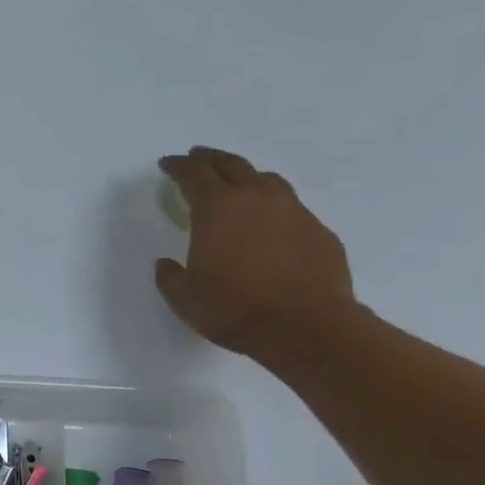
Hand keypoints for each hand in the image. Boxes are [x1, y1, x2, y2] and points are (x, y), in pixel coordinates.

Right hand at [154, 148, 358, 363]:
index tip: (167, 163)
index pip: (192, 174)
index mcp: (217, 209)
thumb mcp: (185, 299)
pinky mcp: (318, 230)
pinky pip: (290, 207)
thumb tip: (166, 264)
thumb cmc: (236, 309)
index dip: (177, 166)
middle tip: (197, 157)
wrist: (307, 326)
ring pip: (266, 179)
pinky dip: (273, 207)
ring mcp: (292, 211)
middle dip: (209, 158)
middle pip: (230, 165)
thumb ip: (170, 277)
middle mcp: (256, 198)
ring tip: (237, 184)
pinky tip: (270, 224)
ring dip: (246, 176)